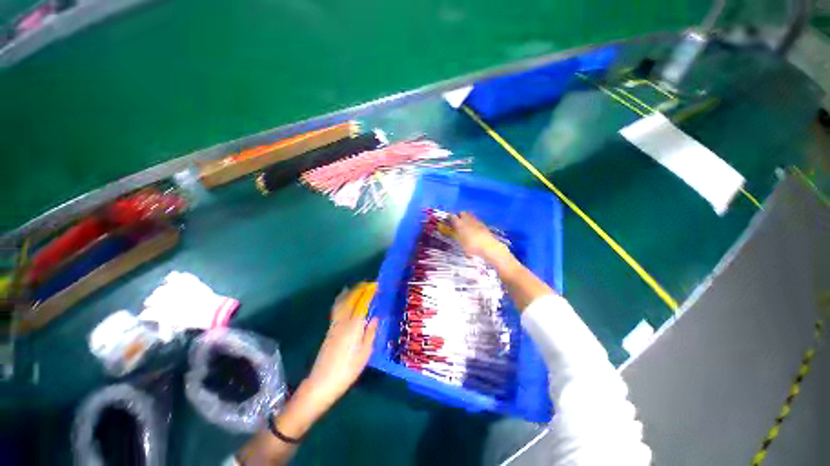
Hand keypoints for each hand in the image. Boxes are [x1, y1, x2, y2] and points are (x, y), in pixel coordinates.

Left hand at [303, 289, 378, 408]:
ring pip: (341, 303)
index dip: (368, 293)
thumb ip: (370, 333)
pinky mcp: (329, 330)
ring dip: (349, 292)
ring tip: (355, 286)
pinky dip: (341, 300)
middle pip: (350, 300)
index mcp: (354, 326)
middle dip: (359, 289)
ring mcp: (334, 325)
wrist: (322, 382)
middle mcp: (343, 322)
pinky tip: (343, 300)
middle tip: (368, 284)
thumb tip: (375, 318)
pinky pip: (336, 309)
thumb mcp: (364, 354)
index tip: (375, 285)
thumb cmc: (347, 370)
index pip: (362, 303)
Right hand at [451, 212, 512, 265]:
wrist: (488, 247)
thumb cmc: (471, 246)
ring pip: (469, 215)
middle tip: (457, 222)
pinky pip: (475, 220)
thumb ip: (456, 234)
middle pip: (462, 212)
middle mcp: (467, 219)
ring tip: (465, 225)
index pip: (452, 216)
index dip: (450, 217)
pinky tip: (473, 229)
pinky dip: (473, 222)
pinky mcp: (483, 224)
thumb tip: (455, 230)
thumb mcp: (460, 242)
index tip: (448, 220)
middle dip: (459, 215)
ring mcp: (476, 221)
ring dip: (466, 218)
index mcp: (459, 223)